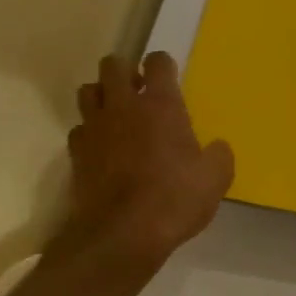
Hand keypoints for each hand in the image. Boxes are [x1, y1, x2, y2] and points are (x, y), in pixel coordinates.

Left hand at [65, 52, 233, 267]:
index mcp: (161, 105)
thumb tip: (217, 148)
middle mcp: (123, 106)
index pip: (157, 61)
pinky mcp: (76, 153)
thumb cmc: (174, 199)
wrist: (122, 234)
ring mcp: (95, 127)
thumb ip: (219, 156)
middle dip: (126, 71)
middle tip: (140, 92)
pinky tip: (102, 148)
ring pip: (88, 91)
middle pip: (113, 65)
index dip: (163, 65)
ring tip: (117, 115)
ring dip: (102, 96)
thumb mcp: (215, 180)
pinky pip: (79, 128)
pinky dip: (89, 132)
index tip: (169, 78)